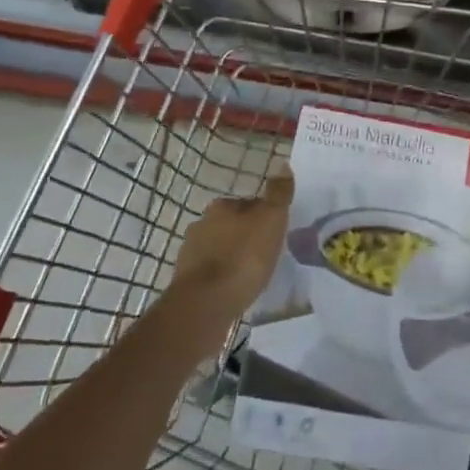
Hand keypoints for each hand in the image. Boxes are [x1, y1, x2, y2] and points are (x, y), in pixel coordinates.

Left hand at [169, 167, 293, 334]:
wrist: (206, 304)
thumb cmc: (243, 257)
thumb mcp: (270, 219)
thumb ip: (278, 193)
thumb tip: (282, 164)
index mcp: (220, 206)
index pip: (249, 204)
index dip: (265, 216)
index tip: (277, 233)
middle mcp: (201, 224)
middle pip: (232, 226)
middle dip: (247, 236)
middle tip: (267, 253)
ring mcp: (190, 254)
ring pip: (220, 250)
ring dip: (234, 258)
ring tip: (253, 274)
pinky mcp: (186, 282)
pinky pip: (212, 274)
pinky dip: (224, 278)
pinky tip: (236, 290)